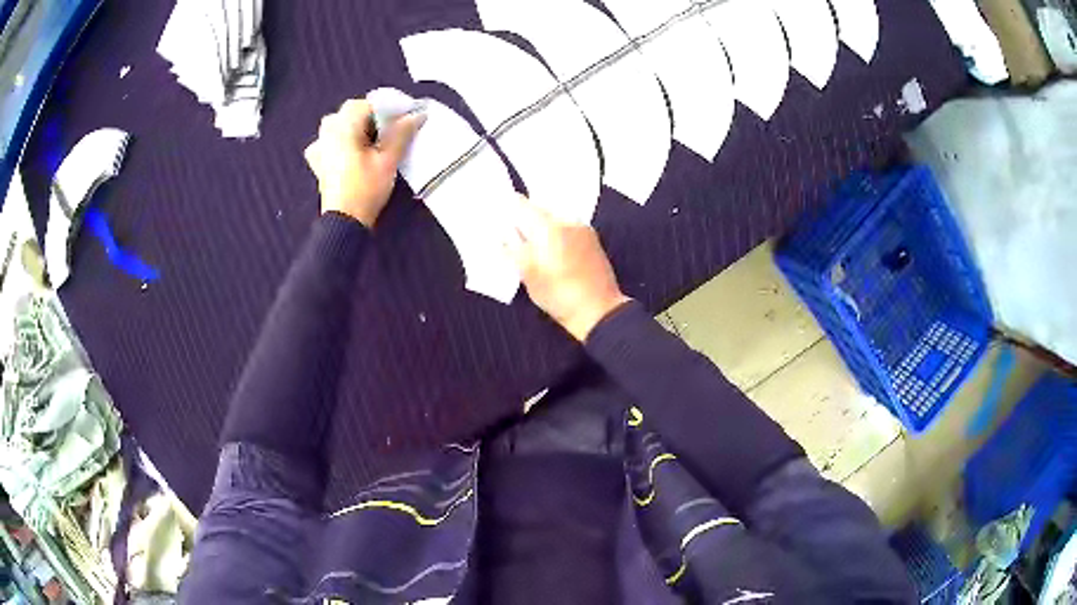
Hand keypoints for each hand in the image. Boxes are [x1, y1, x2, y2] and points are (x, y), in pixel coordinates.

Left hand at [304, 98, 424, 226]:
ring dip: (357, 127)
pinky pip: (329, 141)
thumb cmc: (366, 188)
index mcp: (343, 126)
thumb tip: (417, 114)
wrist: (344, 222)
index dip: (388, 108)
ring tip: (373, 141)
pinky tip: (351, 151)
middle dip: (372, 117)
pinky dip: (341, 141)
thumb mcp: (388, 160)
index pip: (368, 104)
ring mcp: (320, 147)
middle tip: (391, 131)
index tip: (405, 118)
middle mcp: (327, 131)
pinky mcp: (319, 162)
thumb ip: (401, 133)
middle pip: (352, 112)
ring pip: (340, 125)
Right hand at [507, 196, 630, 340]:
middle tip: (513, 241)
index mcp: (548, 226)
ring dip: (541, 229)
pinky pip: (566, 228)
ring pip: (552, 219)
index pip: (520, 204)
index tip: (498, 219)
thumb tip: (504, 233)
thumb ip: (512, 248)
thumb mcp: (527, 275)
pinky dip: (556, 236)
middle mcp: (566, 219)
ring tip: (534, 252)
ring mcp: (582, 228)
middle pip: (537, 210)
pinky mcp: (592, 238)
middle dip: (524, 222)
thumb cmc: (560, 296)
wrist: (599, 311)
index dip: (506, 210)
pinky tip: (553, 256)